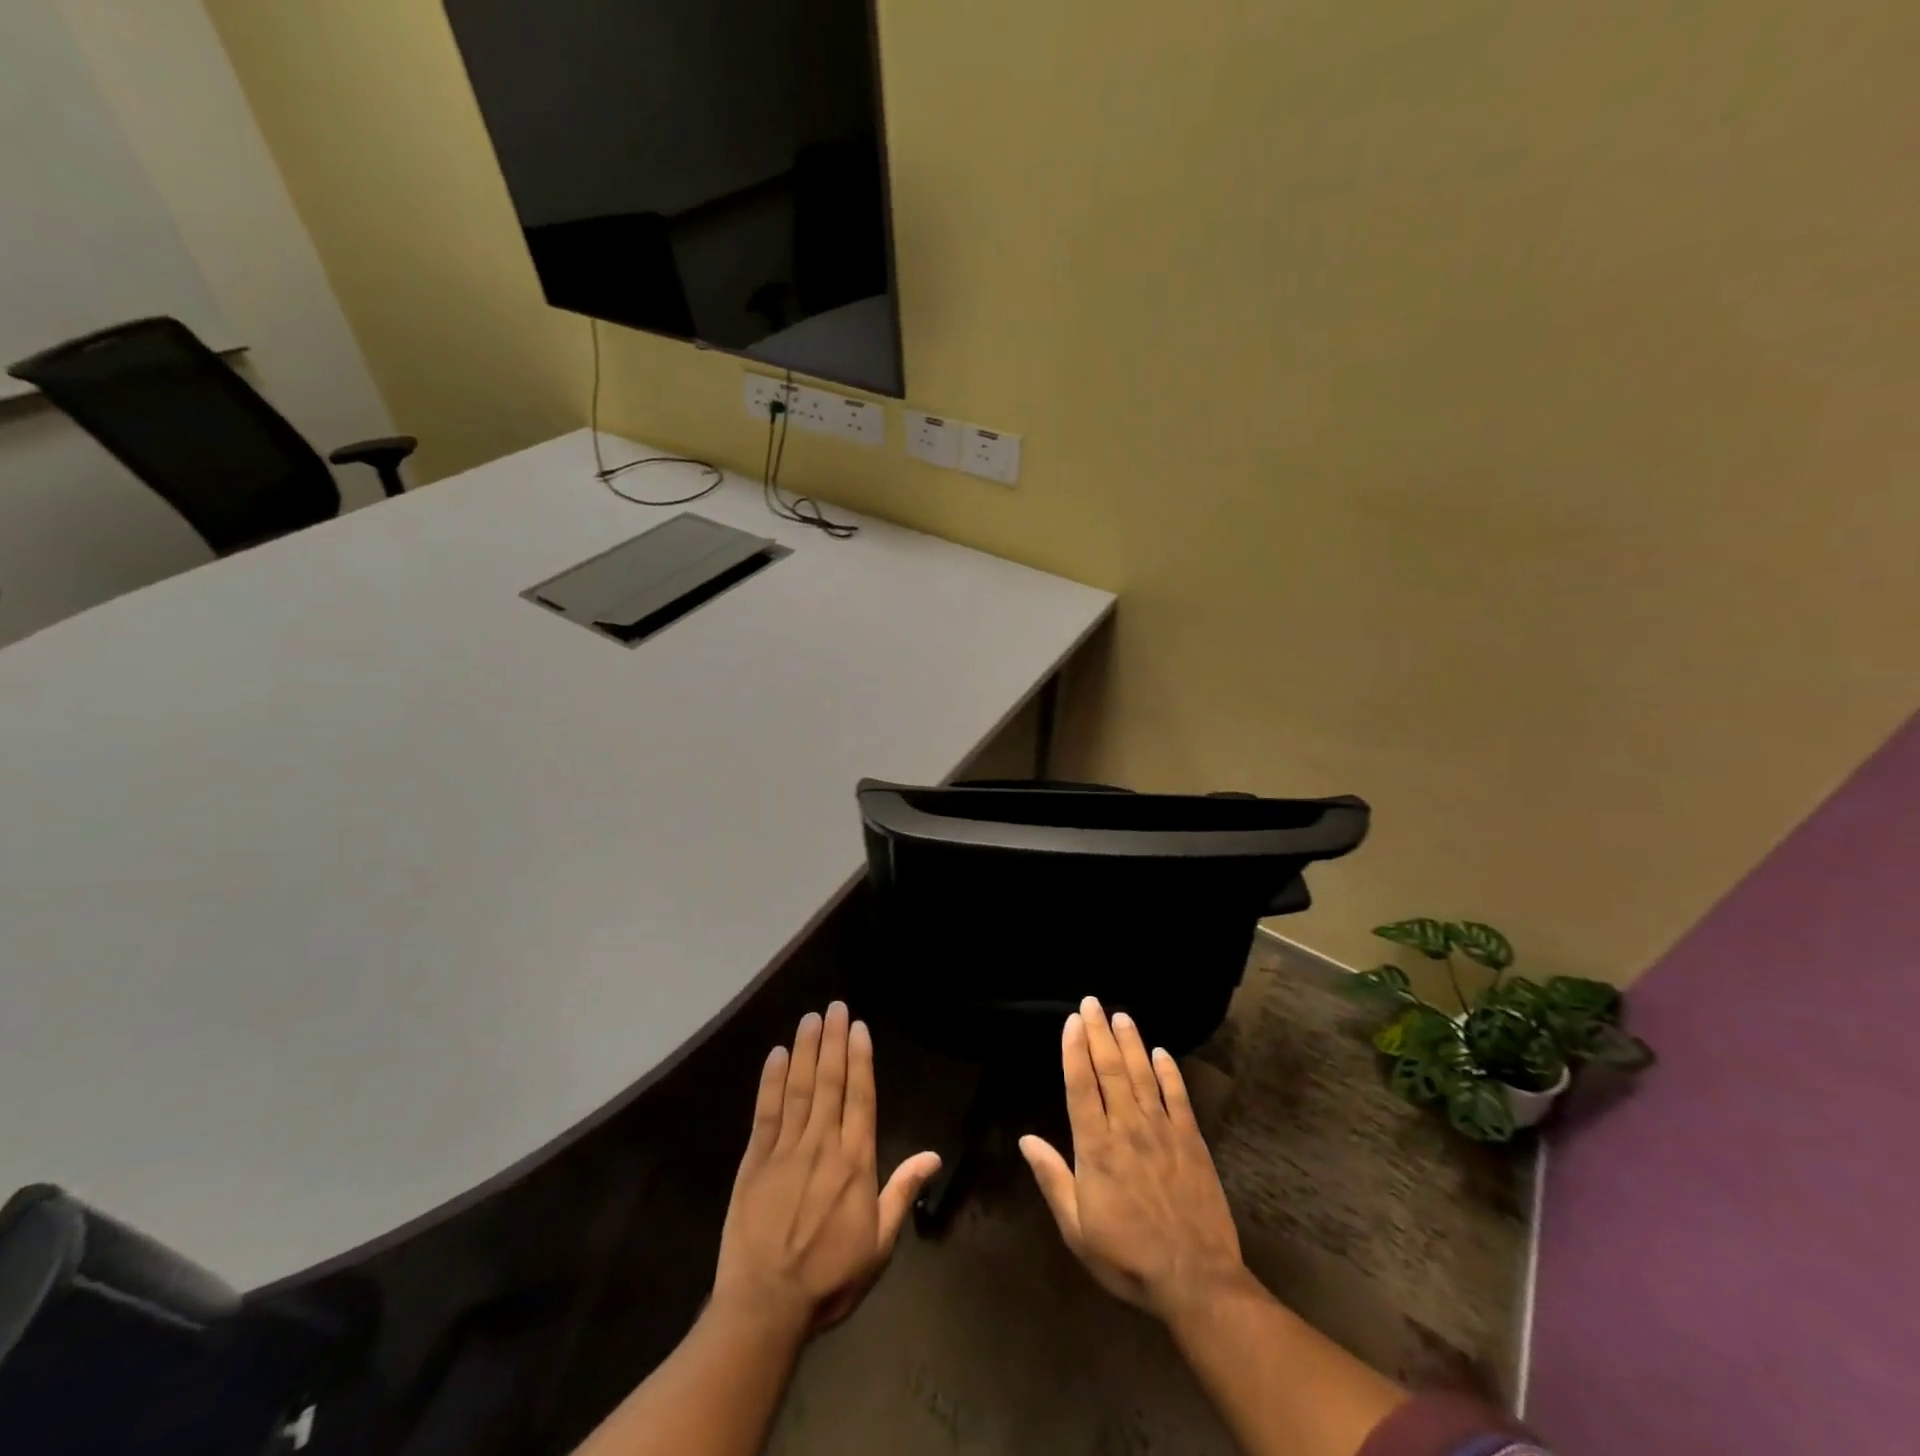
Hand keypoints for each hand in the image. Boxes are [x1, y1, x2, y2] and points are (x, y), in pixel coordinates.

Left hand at [713, 1002, 940, 1333]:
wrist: (765, 1307)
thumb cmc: (829, 1278)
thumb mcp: (879, 1244)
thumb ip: (902, 1192)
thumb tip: (934, 1156)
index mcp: (855, 1162)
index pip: (861, 1097)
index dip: (860, 1058)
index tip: (859, 1027)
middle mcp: (822, 1145)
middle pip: (830, 1081)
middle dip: (834, 1040)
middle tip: (835, 1006)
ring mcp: (786, 1150)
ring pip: (800, 1088)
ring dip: (807, 1049)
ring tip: (811, 1017)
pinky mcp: (754, 1161)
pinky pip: (766, 1111)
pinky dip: (772, 1080)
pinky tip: (778, 1054)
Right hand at [1020, 997, 1251, 1320]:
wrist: (1196, 1280)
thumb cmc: (1128, 1258)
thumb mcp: (1077, 1229)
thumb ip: (1053, 1179)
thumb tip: (1026, 1139)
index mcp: (1096, 1149)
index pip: (1081, 1086)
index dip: (1074, 1050)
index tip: (1072, 1021)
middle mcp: (1128, 1128)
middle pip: (1111, 1070)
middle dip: (1099, 1033)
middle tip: (1092, 1002)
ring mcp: (1163, 1131)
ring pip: (1143, 1075)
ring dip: (1131, 1042)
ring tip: (1121, 1015)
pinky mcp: (1191, 1140)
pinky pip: (1178, 1097)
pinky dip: (1169, 1072)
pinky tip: (1161, 1052)